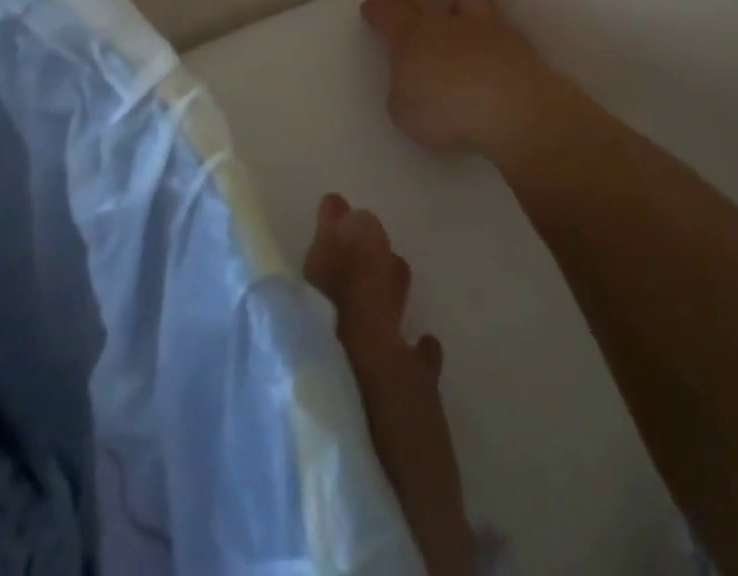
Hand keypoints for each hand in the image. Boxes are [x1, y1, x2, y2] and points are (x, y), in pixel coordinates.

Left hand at [304, 194, 474, 575]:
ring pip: (362, 347)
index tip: (336, 198)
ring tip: (403, 267)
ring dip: (381, 305)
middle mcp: (320, 388)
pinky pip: (391, 393)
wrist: (394, 566)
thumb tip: (354, 213)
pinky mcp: (385, 465)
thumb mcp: (372, 363)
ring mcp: (351, 427)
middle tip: (364, 218)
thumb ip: (359, 291)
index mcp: (308, 358)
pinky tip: (429, 349)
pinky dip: (406, 362)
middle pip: (333, 313)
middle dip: (352, 265)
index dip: (325, 240)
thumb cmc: (381, 451)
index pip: (310, 285)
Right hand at [359, 0, 579, 161]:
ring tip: (451, 6)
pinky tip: (487, 38)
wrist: (514, 108)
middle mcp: (443, 23)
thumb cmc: (448, 112)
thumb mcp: (405, 111)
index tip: (370, 6)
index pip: (386, 14)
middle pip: (417, 0)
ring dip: (452, 0)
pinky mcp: (512, 40)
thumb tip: (412, 80)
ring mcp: (481, 27)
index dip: (375, 9)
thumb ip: (403, 89)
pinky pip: (493, 21)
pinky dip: (484, 26)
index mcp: (410, 38)